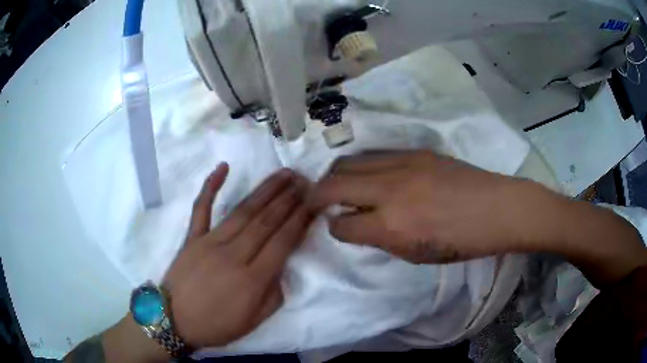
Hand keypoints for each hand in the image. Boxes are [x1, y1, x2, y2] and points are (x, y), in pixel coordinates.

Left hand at [163, 164, 312, 348]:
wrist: (174, 321)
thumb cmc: (216, 325)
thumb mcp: (254, 322)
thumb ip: (274, 295)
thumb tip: (280, 268)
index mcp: (252, 280)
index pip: (282, 242)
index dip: (300, 220)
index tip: (313, 202)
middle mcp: (233, 255)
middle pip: (265, 221)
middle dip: (288, 199)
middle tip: (304, 181)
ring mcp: (209, 242)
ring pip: (242, 211)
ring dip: (264, 190)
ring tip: (283, 174)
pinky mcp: (191, 238)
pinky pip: (201, 209)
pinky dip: (211, 186)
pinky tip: (223, 168)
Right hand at [307, 150, 546, 263]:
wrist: (496, 208)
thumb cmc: (461, 242)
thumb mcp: (416, 255)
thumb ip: (380, 238)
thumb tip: (356, 224)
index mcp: (391, 226)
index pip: (341, 224)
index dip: (333, 228)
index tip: (336, 227)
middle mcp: (389, 190)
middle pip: (334, 183)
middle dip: (316, 194)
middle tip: (314, 201)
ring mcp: (402, 164)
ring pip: (349, 162)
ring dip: (336, 176)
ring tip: (337, 186)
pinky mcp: (414, 151)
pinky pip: (374, 156)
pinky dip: (361, 167)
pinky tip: (367, 175)